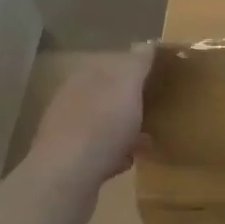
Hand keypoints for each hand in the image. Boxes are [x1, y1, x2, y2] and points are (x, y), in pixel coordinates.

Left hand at [21, 46, 153, 206]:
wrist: (66, 180)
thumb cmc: (101, 126)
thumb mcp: (126, 86)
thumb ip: (137, 63)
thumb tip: (146, 43)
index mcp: (84, 78)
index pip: (113, 65)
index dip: (136, 70)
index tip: (158, 80)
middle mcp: (72, 100)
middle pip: (108, 95)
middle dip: (130, 102)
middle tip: (156, 110)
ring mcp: (67, 132)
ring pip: (104, 124)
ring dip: (125, 130)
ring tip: (148, 140)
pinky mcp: (69, 163)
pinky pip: (99, 152)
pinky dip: (115, 154)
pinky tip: (129, 161)